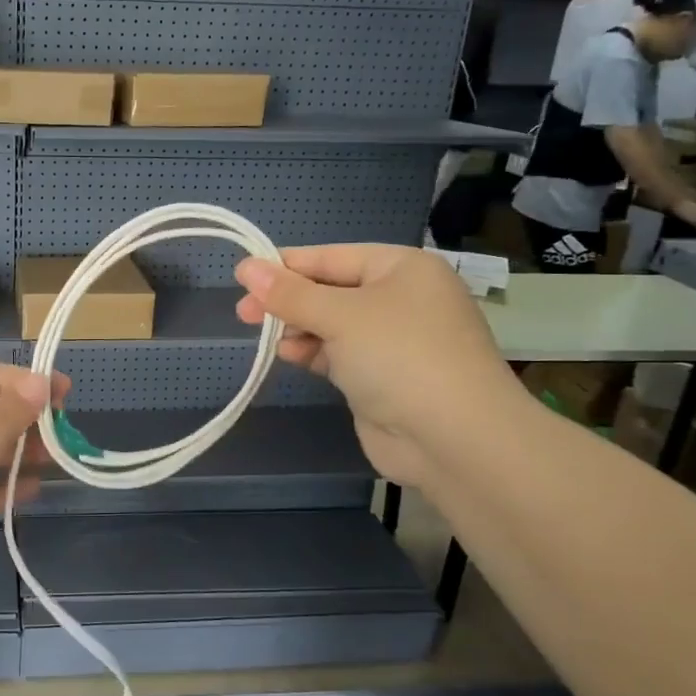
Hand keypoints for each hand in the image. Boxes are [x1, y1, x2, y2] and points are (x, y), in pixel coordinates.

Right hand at [235, 245, 523, 486]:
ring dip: (299, 329)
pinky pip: (340, 354)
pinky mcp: (384, 377)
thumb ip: (289, 293)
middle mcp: (401, 299)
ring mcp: (395, 341)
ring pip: (332, 324)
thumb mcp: (339, 315)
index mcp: (402, 268)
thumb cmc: (399, 356)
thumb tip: (245, 267)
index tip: (241, 277)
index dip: (285, 265)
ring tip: (270, 338)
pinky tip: (290, 357)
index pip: (332, 256)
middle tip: (244, 313)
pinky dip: (314, 353)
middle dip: (288, 301)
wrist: (454, 439)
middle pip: (330, 290)